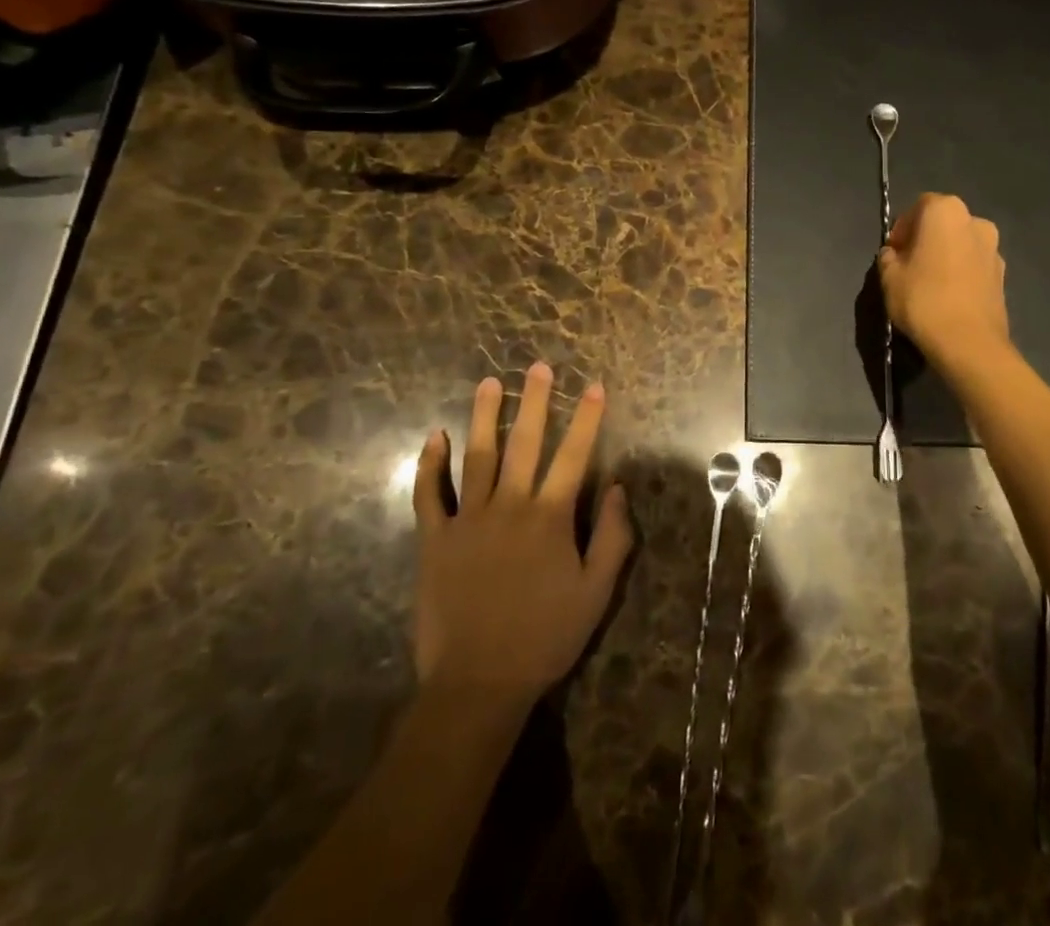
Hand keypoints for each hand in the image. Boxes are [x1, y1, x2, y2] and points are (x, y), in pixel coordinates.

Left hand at [412, 363, 632, 705]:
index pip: (574, 455)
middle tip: (537, 366)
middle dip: (534, 401)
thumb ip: (613, 536)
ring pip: (477, 456)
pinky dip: (430, 464)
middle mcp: (510, 506)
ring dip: (484, 416)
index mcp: (550, 517)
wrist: (477, 683)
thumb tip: (619, 486)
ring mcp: (468, 519)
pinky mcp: (435, 539)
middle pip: (525, 443)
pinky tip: (435, 436)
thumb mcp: (596, 592)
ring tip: (488, 382)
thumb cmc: (545, 637)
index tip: (593, 385)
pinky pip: (430, 494)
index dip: (586, 418)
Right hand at [877, 193, 1010, 374]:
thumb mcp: (889, 277)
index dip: (902, 228)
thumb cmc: (923, 300)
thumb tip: (894, 254)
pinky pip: (974, 265)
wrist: (969, 343)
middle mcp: (975, 221)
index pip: (918, 207)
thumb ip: (888, 257)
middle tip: (908, 265)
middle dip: (925, 238)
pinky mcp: (1003, 275)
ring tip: (929, 283)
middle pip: (943, 223)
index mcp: (946, 211)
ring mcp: (994, 248)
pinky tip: (948, 296)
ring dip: (945, 255)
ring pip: (961, 243)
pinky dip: (961, 272)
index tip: (893, 252)